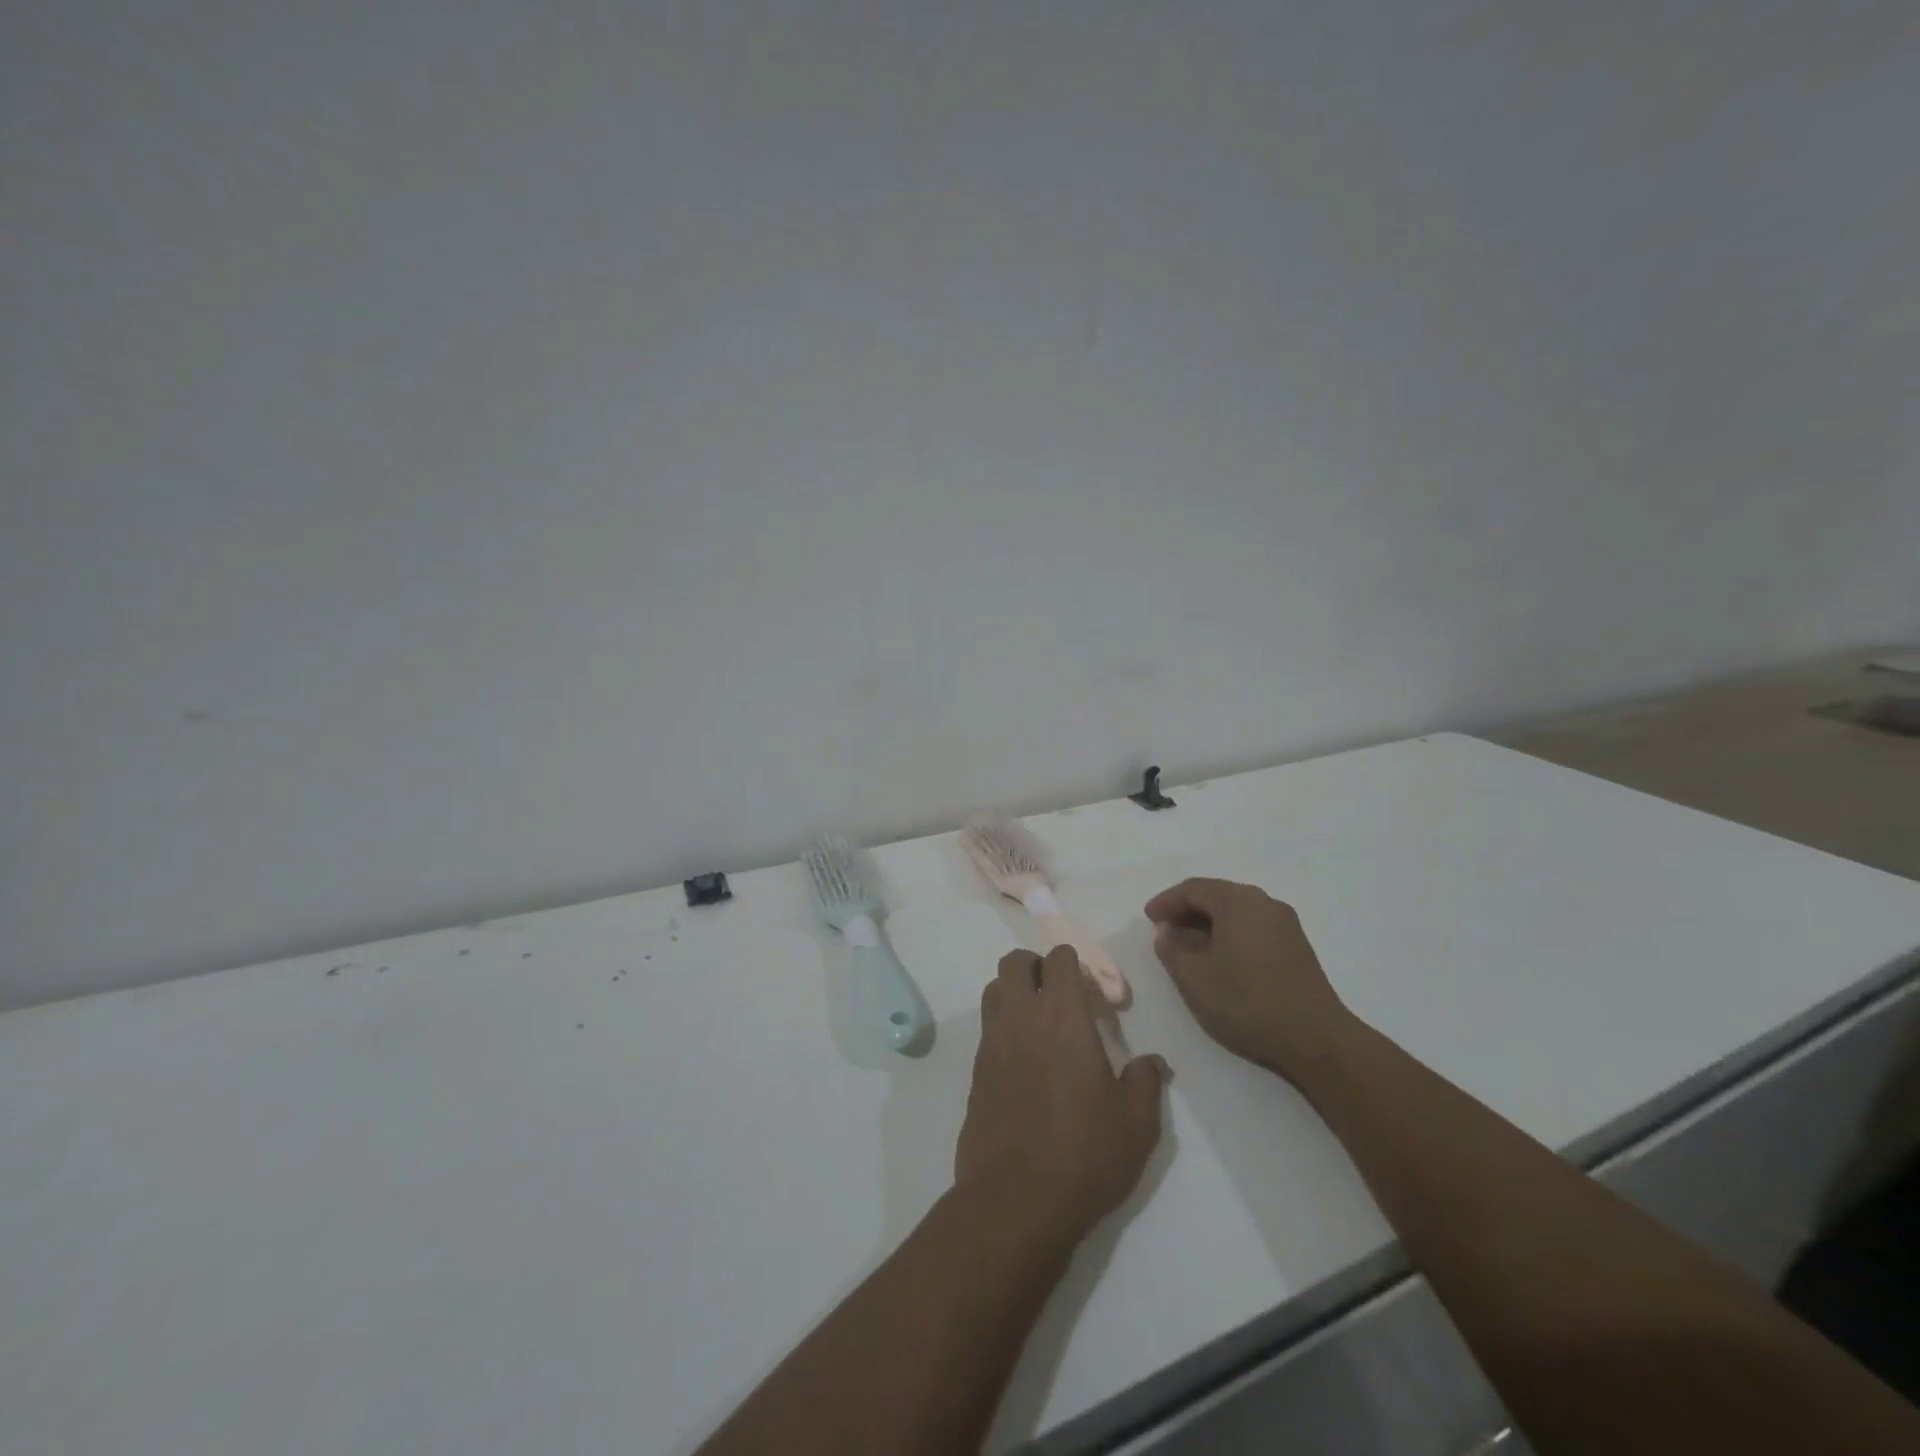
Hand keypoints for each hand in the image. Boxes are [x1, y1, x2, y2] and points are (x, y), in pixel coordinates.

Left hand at [956, 946, 1169, 1240]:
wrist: (1017, 1200)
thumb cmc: (1084, 1154)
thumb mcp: (1136, 1123)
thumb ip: (1146, 1081)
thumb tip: (1153, 1062)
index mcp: (1062, 1016)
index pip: (1059, 959)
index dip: (1076, 965)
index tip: (1095, 995)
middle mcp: (1021, 1018)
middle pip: (1015, 962)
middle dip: (1037, 967)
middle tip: (1061, 997)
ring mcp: (992, 1043)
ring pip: (994, 989)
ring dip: (1014, 992)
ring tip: (1039, 1023)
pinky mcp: (975, 1071)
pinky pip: (986, 1028)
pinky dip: (1003, 1027)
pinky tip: (1024, 1062)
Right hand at [1144, 878, 1350, 1077]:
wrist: (1316, 1039)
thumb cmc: (1247, 1002)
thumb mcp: (1194, 978)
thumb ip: (1172, 950)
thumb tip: (1168, 933)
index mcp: (1237, 901)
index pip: (1193, 888)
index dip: (1167, 901)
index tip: (1148, 919)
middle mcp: (1263, 902)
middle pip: (1217, 895)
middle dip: (1187, 910)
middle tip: (1165, 930)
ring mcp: (1284, 924)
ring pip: (1236, 911)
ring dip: (1208, 923)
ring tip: (1188, 946)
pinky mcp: (1296, 946)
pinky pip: (1253, 926)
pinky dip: (1229, 933)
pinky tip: (1220, 958)